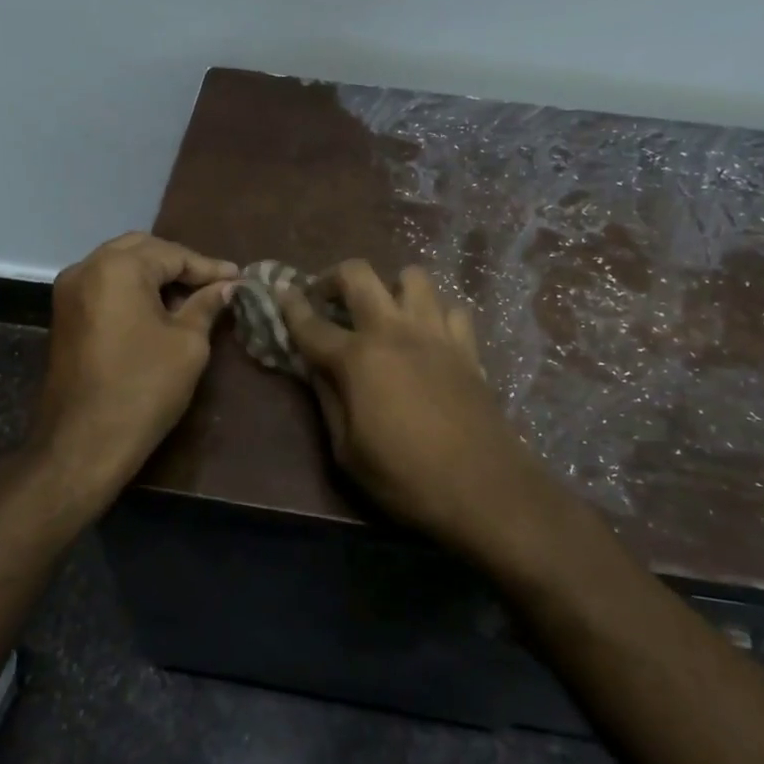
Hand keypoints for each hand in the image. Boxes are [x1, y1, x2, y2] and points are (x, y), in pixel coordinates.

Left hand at [28, 233, 237, 510]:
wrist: (83, 443)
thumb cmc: (143, 388)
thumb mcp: (187, 344)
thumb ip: (206, 305)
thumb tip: (227, 287)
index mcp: (118, 268)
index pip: (173, 254)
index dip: (209, 267)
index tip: (240, 278)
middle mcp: (86, 267)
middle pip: (142, 250)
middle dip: (179, 264)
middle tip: (215, 283)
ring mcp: (69, 291)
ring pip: (120, 265)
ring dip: (155, 275)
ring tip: (191, 295)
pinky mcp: (64, 314)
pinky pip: (105, 285)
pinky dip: (133, 288)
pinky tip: (159, 308)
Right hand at [279, 261, 562, 566]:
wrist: (483, 489)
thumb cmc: (404, 477)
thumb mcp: (347, 451)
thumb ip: (327, 400)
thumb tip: (314, 367)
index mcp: (358, 358)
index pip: (311, 323)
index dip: (290, 304)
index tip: (280, 289)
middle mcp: (394, 331)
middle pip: (359, 274)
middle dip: (333, 276)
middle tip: (326, 297)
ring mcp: (435, 333)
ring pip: (412, 276)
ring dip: (390, 286)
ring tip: (382, 310)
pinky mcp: (467, 346)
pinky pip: (450, 308)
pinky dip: (434, 312)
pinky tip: (427, 334)